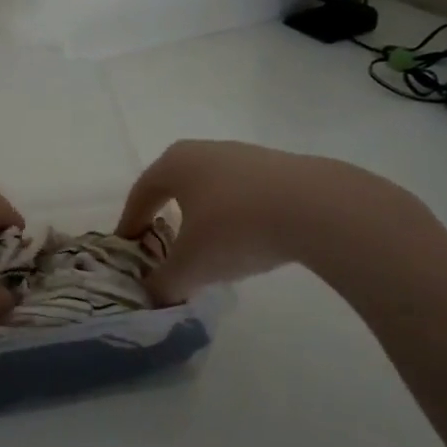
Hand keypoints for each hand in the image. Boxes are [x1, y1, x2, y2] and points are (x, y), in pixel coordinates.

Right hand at [116, 140, 416, 302]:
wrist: (319, 208)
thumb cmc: (236, 229)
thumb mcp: (190, 267)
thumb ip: (163, 284)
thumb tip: (154, 295)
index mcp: (174, 164)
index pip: (140, 193)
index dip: (130, 222)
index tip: (127, 246)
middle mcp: (204, 151)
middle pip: (174, 185)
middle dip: (165, 214)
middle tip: (163, 243)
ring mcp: (244, 155)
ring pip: (211, 188)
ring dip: (203, 215)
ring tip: (209, 246)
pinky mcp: (280, 167)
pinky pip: (243, 193)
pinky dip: (236, 215)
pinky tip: (248, 239)